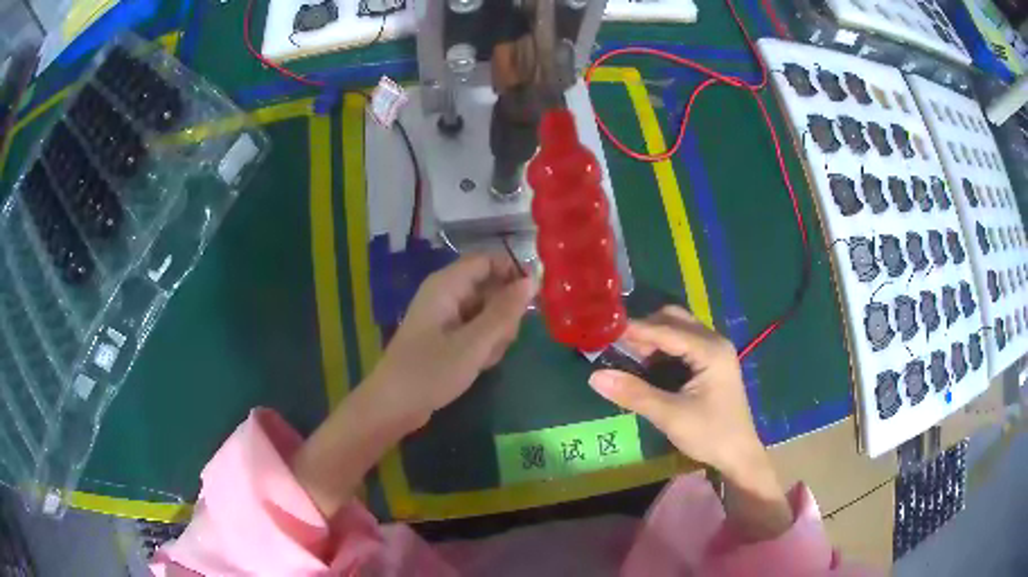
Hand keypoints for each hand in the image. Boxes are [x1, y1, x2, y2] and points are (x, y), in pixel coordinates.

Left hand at [293, 253, 532, 517]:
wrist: (394, 406)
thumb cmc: (430, 371)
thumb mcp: (474, 343)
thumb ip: (504, 312)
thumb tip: (532, 280)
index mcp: (446, 285)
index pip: (488, 261)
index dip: (513, 273)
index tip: (534, 299)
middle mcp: (446, 294)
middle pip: (490, 288)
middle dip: (503, 314)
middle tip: (500, 341)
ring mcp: (446, 317)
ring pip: (487, 313)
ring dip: (495, 334)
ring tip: (483, 359)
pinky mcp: (447, 338)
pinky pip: (477, 331)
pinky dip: (483, 346)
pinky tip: (477, 366)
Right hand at [587, 306, 763, 478]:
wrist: (738, 455)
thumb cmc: (710, 434)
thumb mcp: (670, 416)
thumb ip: (634, 394)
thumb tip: (595, 377)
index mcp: (710, 350)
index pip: (666, 330)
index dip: (634, 329)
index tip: (604, 330)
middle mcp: (714, 341)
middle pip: (674, 320)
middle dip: (644, 329)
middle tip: (616, 345)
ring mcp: (715, 350)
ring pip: (678, 329)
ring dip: (652, 338)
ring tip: (626, 355)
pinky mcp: (711, 362)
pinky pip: (682, 343)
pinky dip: (662, 348)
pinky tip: (647, 365)